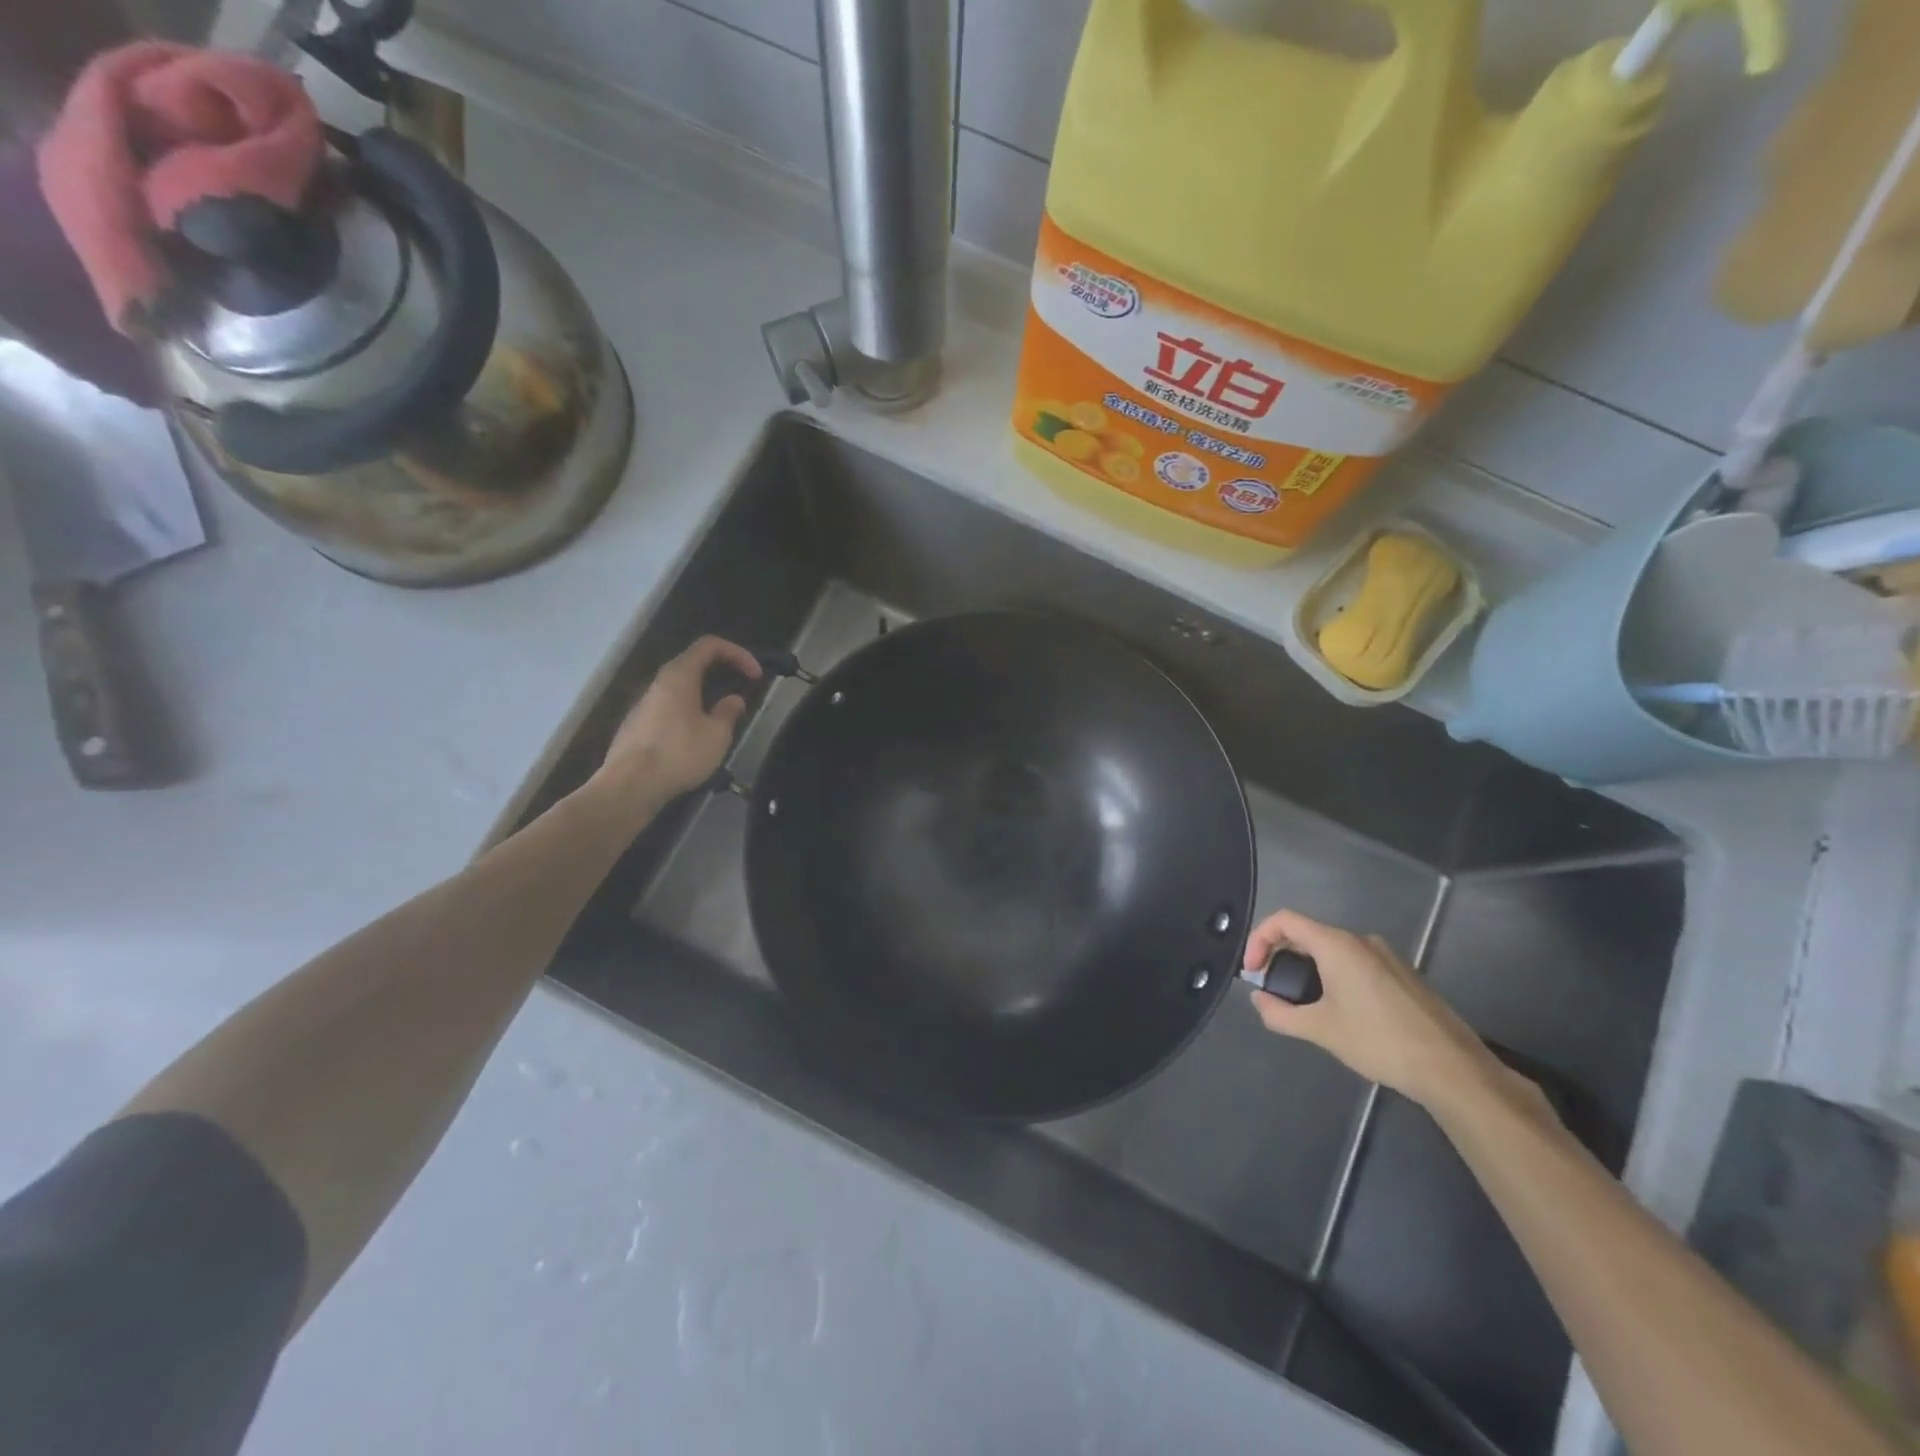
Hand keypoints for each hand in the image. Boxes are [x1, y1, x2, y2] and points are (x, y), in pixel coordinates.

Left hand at [595, 636, 760, 802]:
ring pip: (679, 689)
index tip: (756, 675)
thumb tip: (733, 700)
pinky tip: (696, 740)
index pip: (709, 646)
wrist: (629, 787)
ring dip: (705, 696)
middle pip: (692, 665)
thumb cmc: (678, 754)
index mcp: (679, 677)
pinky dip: (689, 713)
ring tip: (722, 720)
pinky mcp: (636, 727)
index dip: (737, 653)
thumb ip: (728, 712)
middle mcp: (658, 684)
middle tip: (742, 690)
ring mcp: (643, 705)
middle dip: (722, 673)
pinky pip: (668, 709)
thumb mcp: (716, 735)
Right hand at [1243, 910, 1499, 1108]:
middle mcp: (1360, 940)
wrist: (1452, 1068)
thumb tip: (1259, 1000)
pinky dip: (1334, 975)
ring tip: (1303, 1003)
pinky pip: (1356, 962)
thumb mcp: (1320, 1030)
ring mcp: (1386, 956)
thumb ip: (1280, 1013)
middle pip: (1307, 933)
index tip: (1253, 971)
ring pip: (1332, 949)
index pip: (1283, 920)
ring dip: (1308, 967)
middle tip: (1273, 988)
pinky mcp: (1403, 974)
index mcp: (1337, 945)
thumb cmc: (1379, 1041)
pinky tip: (1340, 1011)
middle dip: (1281, 955)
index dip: (1259, 939)